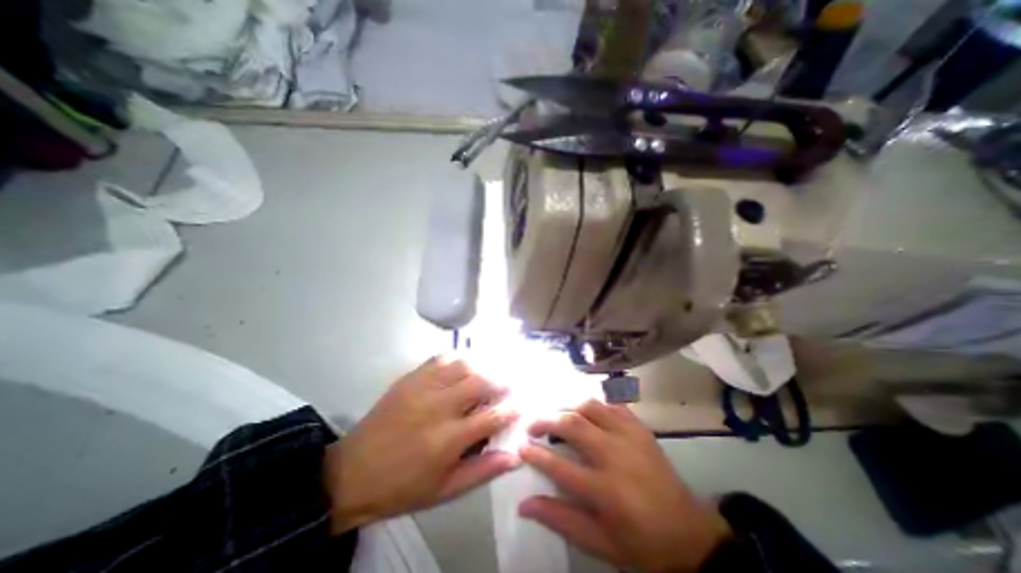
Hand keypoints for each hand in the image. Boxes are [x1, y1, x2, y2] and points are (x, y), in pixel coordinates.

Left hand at [326, 356, 518, 534]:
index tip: (521, 405)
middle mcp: (439, 407)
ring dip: (482, 367)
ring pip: (463, 365)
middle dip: (501, 382)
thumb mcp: (445, 490)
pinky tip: (463, 365)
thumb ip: (482, 470)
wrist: (352, 472)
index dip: (512, 409)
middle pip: (481, 382)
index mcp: (449, 439)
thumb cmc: (403, 486)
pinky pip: (440, 359)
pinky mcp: (410, 378)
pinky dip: (457, 359)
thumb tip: (515, 456)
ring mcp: (423, 388)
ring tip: (489, 373)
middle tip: (508, 385)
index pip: (492, 416)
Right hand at [521, 399, 728, 572]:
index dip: (535, 454)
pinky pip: (613, 405)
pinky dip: (596, 405)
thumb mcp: (599, 543)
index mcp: (605, 489)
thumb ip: (560, 520)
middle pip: (573, 424)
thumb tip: (524, 505)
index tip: (521, 446)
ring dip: (570, 408)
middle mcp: (615, 454)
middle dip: (546, 420)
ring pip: (591, 407)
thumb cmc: (641, 543)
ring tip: (559, 417)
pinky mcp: (640, 428)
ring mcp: (630, 436)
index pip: (559, 466)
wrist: (690, 535)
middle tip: (532, 424)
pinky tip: (588, 412)